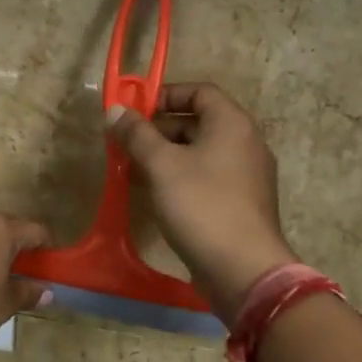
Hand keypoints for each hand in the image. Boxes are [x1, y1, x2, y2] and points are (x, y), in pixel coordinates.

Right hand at [107, 82, 297, 321]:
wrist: (243, 269)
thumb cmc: (202, 205)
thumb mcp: (161, 165)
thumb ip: (137, 134)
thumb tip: (115, 110)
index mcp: (232, 124)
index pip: (200, 91)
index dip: (166, 94)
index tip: (136, 111)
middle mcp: (245, 144)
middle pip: (198, 122)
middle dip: (159, 130)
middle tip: (127, 145)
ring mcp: (246, 176)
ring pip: (200, 154)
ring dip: (166, 157)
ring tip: (133, 171)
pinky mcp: (241, 204)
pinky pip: (207, 179)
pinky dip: (181, 179)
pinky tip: (155, 196)